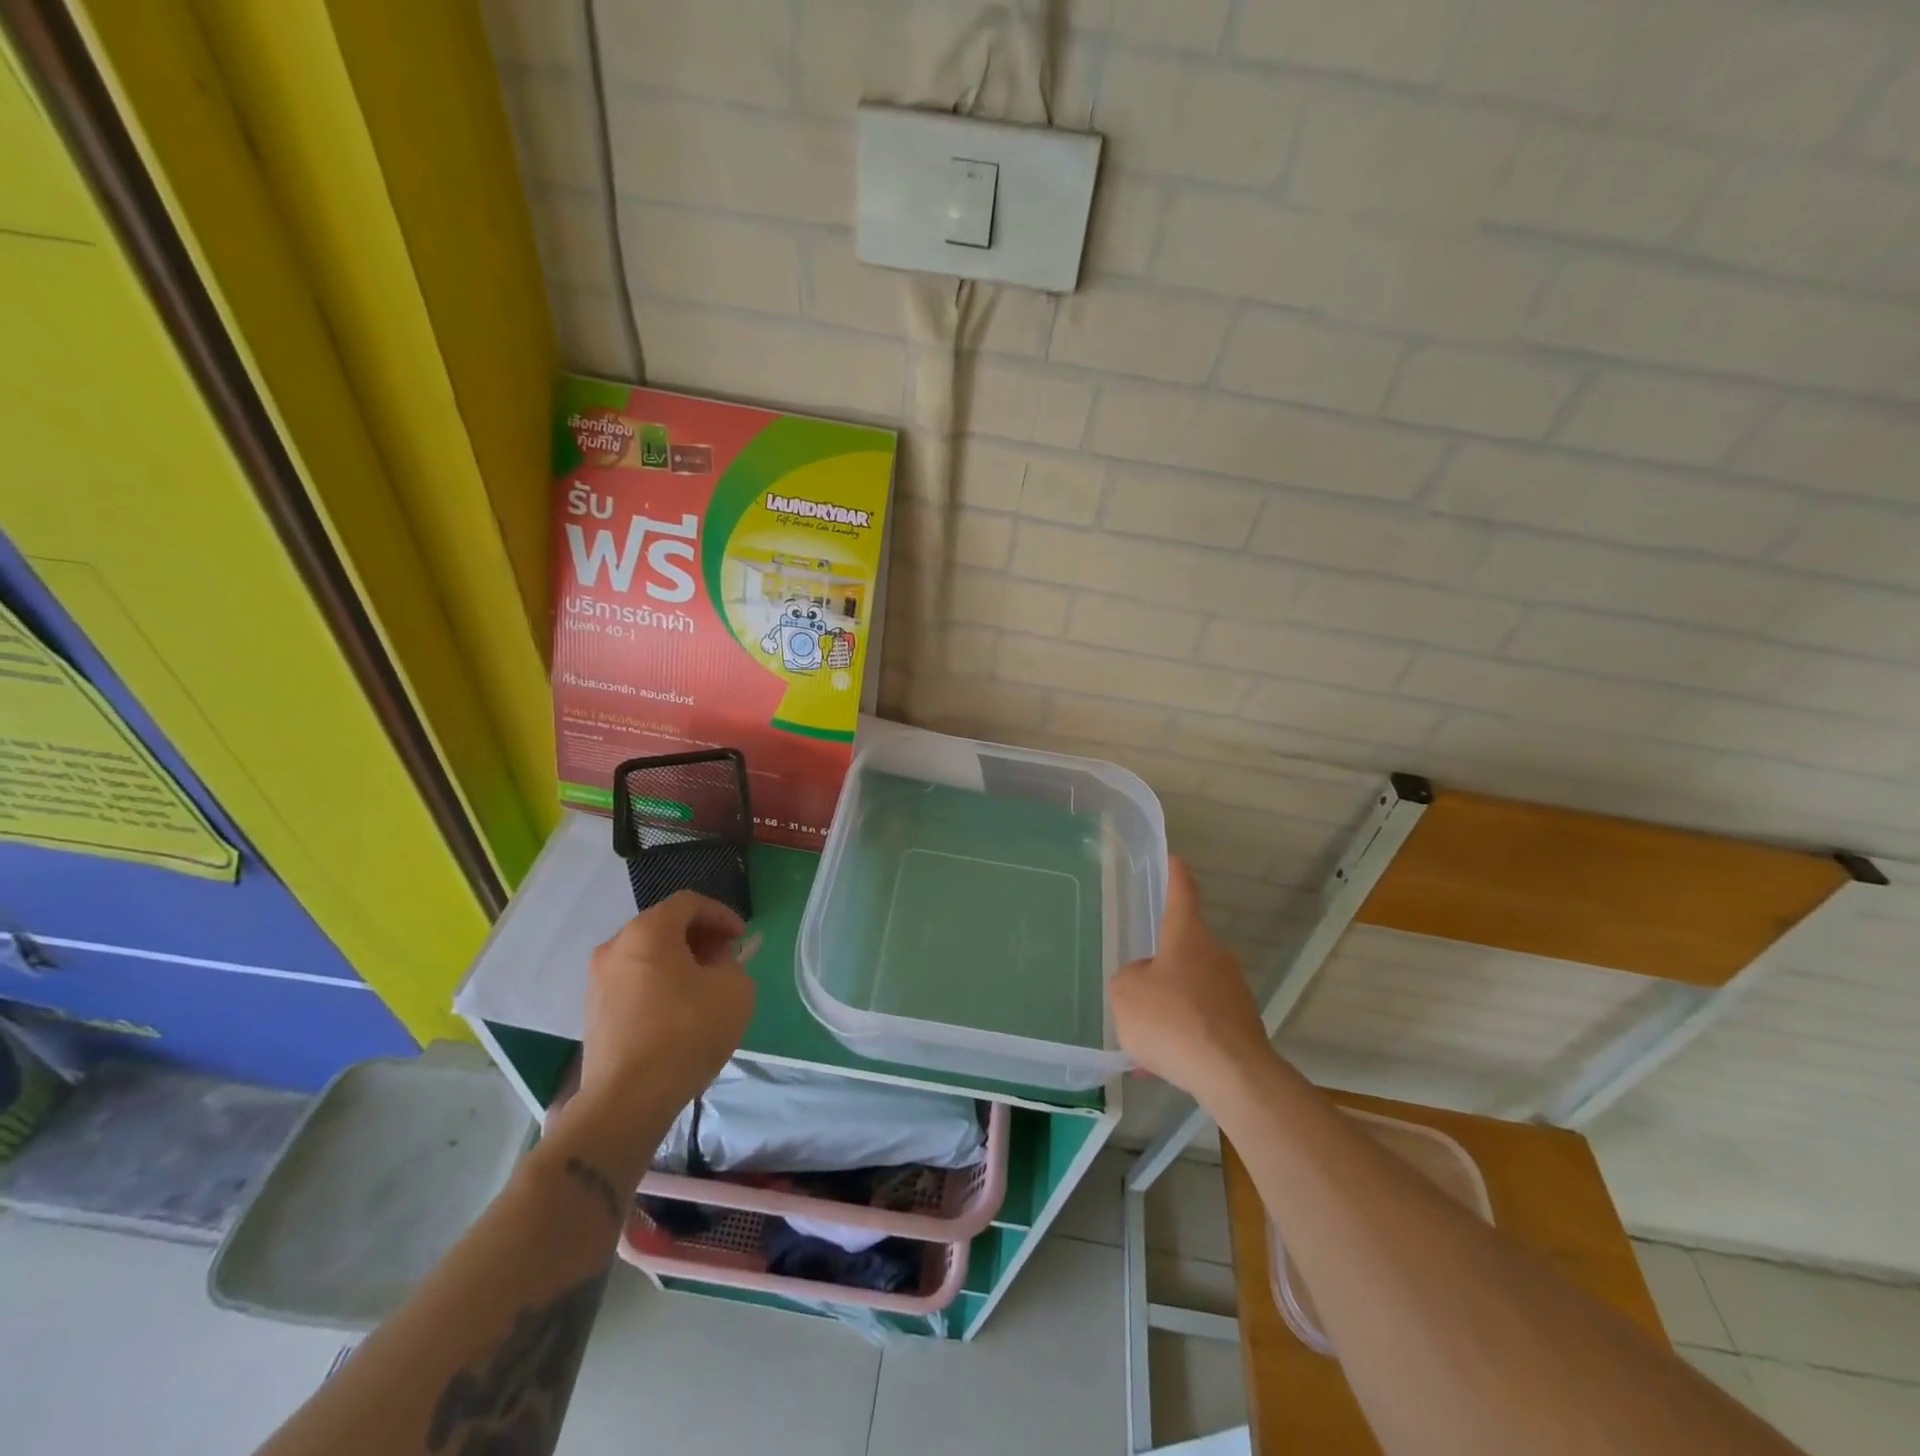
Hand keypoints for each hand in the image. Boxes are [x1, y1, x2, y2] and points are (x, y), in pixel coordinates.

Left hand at [571, 890, 755, 1143]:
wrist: (628, 1100)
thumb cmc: (687, 1032)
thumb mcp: (735, 989)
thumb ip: (732, 964)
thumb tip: (717, 964)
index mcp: (648, 931)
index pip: (689, 903)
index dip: (721, 914)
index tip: (741, 937)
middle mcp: (616, 947)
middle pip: (664, 926)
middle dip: (699, 936)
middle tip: (726, 957)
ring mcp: (598, 981)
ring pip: (646, 954)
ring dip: (678, 960)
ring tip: (705, 985)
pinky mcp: (593, 1012)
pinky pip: (633, 981)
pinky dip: (659, 983)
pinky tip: (679, 1010)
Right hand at [1111, 858, 1274, 1101]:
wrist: (1232, 1075)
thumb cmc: (1172, 1020)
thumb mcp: (1125, 994)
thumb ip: (1129, 978)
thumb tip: (1146, 980)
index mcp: (1187, 936)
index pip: (1182, 894)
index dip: (1176, 876)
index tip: (1175, 860)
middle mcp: (1215, 955)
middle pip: (1183, 949)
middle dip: (1160, 966)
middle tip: (1136, 989)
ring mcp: (1233, 991)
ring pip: (1191, 990)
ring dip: (1169, 1007)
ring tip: (1144, 1042)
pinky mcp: (1242, 1025)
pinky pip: (1202, 1023)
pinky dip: (1183, 1037)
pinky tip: (1163, 1065)